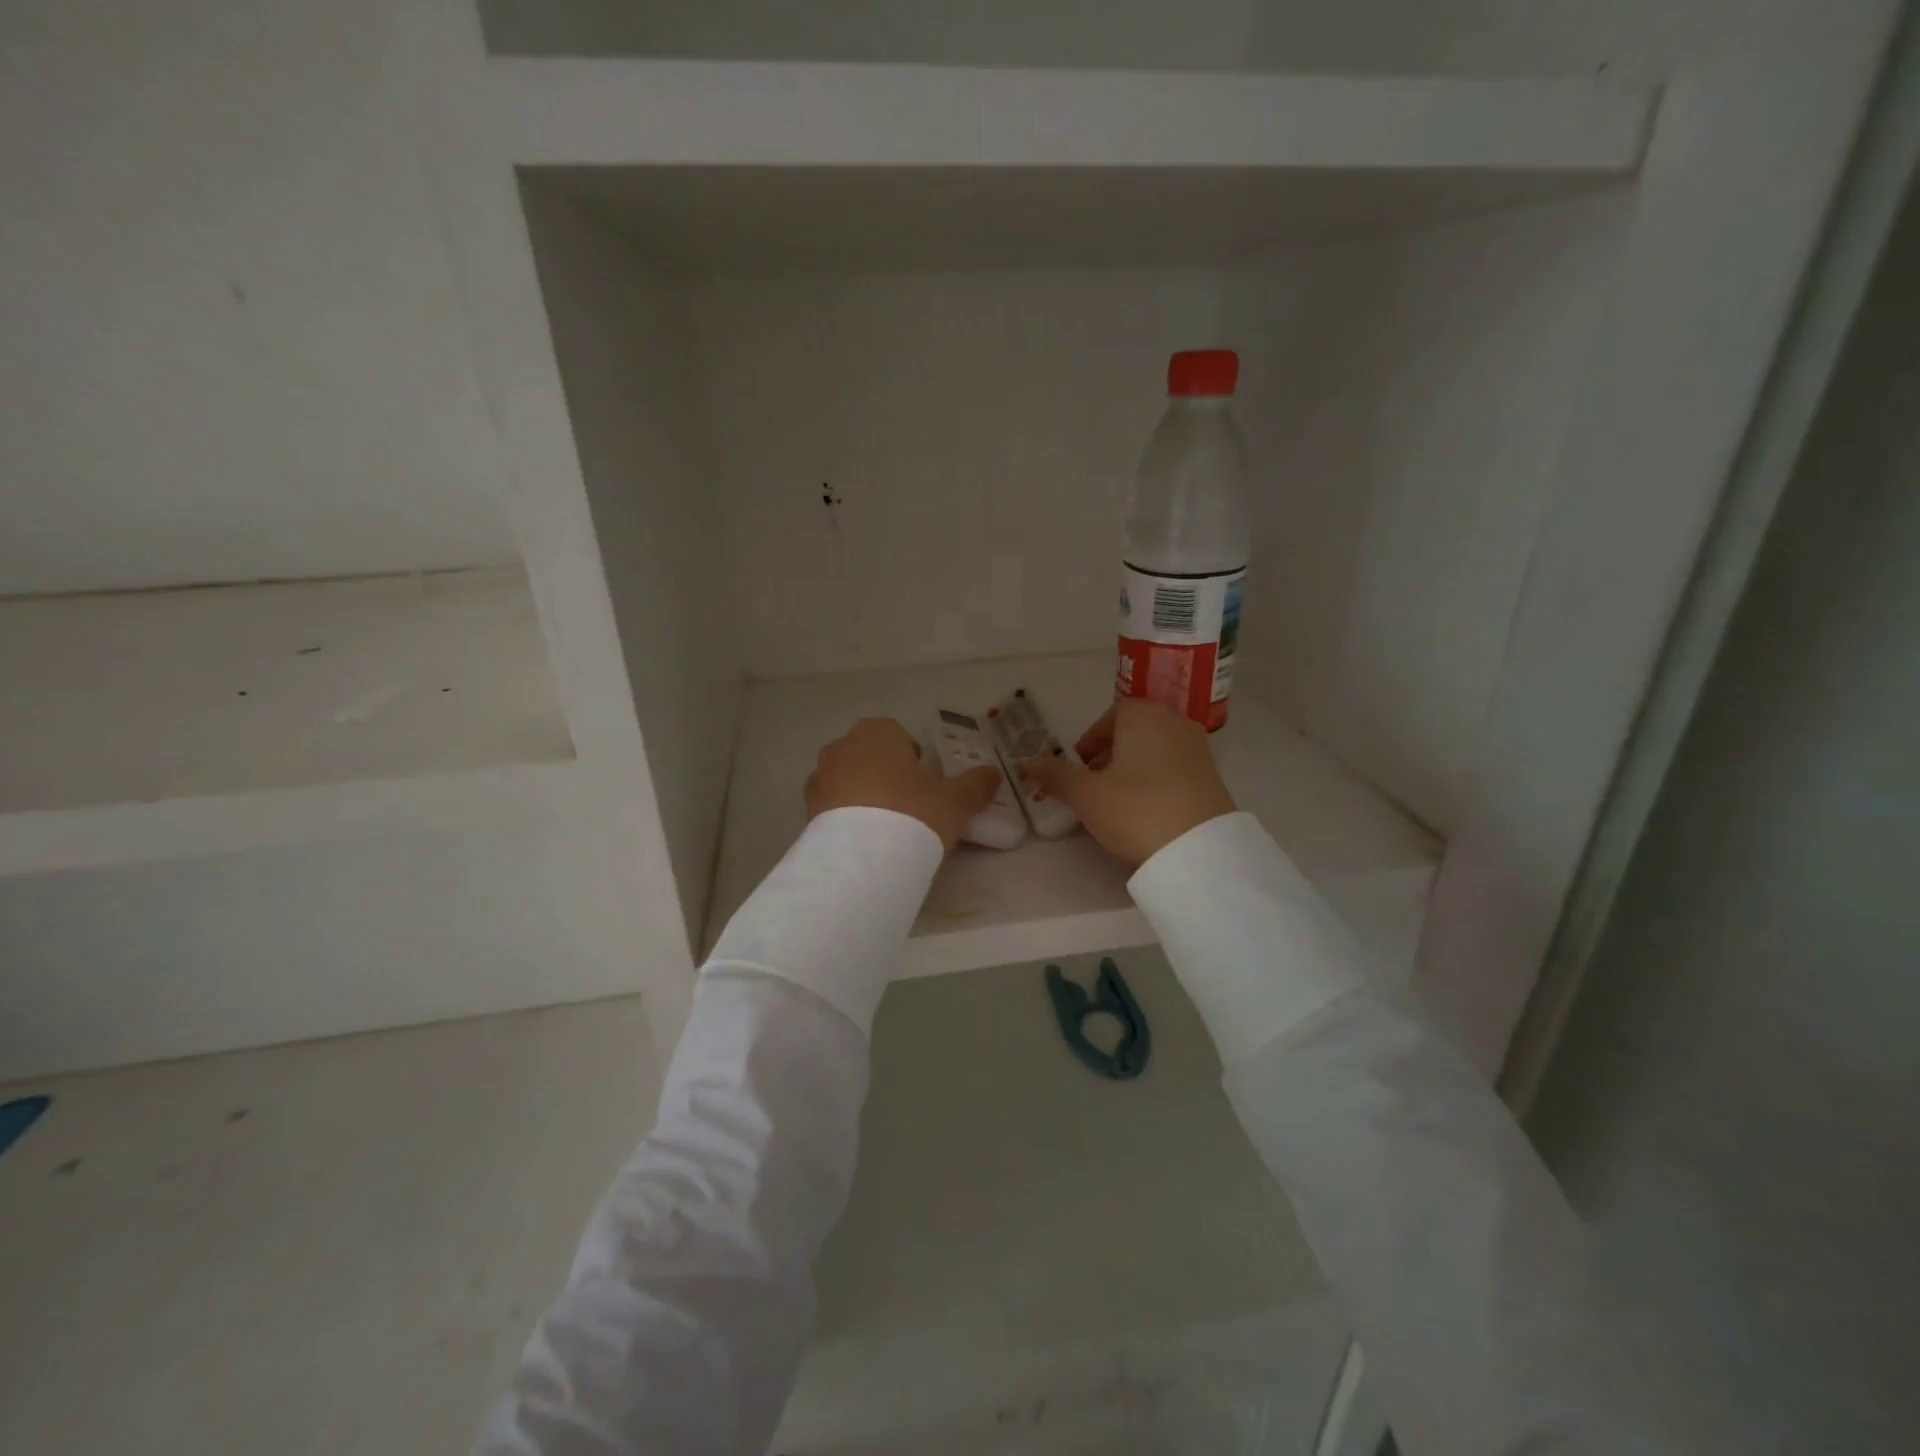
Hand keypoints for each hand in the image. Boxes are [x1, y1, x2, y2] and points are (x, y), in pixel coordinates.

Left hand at [805, 717, 1001, 852]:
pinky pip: (832, 809)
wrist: (865, 857)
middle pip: (870, 758)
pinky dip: (846, 821)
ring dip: (863, 798)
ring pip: (848, 783)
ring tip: (885, 832)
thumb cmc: (914, 811)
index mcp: (877, 732)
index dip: (914, 762)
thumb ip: (976, 784)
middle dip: (886, 778)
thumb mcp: (956, 800)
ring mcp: (819, 778)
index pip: (898, 737)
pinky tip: (864, 845)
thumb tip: (994, 774)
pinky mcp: (806, 810)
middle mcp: (842, 747)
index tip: (926, 789)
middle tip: (908, 810)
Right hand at [1020, 699, 1235, 866]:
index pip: (1110, 716)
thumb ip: (1055, 775)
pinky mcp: (1214, 778)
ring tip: (1118, 803)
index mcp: (1143, 714)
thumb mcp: (1085, 795)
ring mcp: (1199, 749)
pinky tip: (1147, 813)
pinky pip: (1175, 770)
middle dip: (1110, 756)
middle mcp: (1174, 722)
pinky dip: (1157, 783)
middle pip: (1134, 733)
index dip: (1090, 741)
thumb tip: (1028, 763)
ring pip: (1155, 751)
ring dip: (1133, 770)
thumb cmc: (1135, 810)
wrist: (1200, 851)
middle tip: (1093, 787)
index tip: (1078, 768)